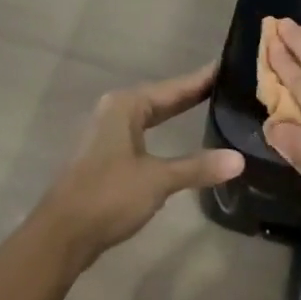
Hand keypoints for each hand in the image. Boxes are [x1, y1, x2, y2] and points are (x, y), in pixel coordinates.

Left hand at [36, 63, 245, 268]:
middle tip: (228, 85)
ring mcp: (108, 133)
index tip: (228, 65)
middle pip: (161, 98)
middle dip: (192, 94)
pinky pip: (143, 132)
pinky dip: (164, 131)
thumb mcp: (157, 180)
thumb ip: (197, 167)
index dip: (201, 79)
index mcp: (126, 105)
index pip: (173, 87)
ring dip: (177, 112)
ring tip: (211, 105)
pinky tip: (180, 138)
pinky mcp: (106, 155)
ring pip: (151, 116)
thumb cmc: (108, 196)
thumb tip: (239, 159)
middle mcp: (115, 111)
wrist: (61, 235)